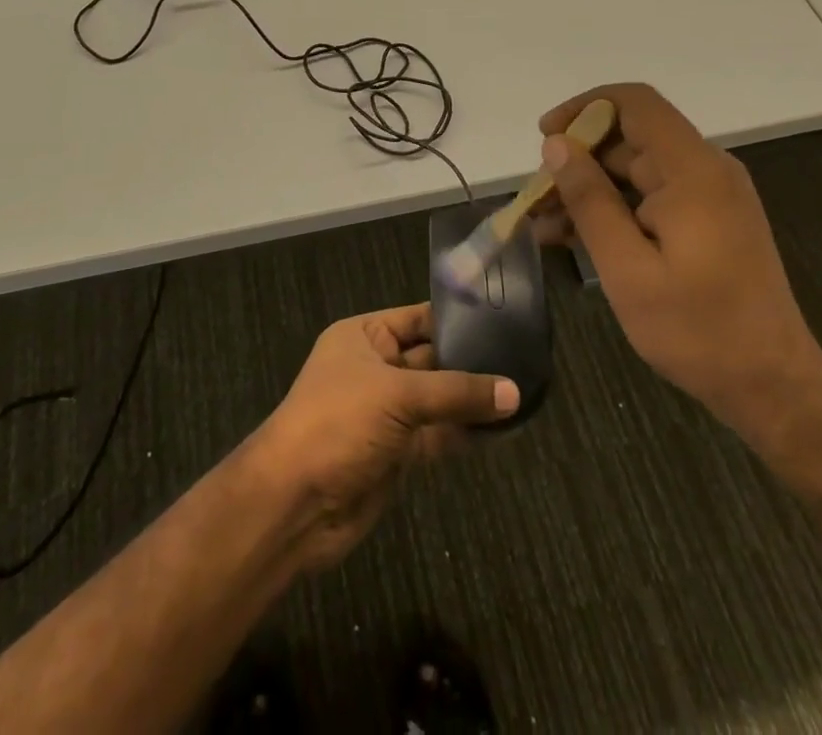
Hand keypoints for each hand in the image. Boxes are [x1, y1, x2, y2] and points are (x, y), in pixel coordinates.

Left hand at [246, 303, 518, 571]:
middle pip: (433, 358)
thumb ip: (457, 392)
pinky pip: (440, 434)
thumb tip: (514, 392)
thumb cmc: (338, 423)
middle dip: (473, 360)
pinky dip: (467, 432)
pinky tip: (504, 427)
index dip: (457, 318)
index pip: (419, 318)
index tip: (505, 317)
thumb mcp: (397, 394)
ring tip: (526, 390)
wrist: (295, 504)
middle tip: (526, 356)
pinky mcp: (399, 453)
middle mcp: (377, 368)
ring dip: (474, 399)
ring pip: (440, 399)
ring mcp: (388, 412)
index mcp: (364, 336)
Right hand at [532, 84, 821, 445]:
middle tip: (535, 199)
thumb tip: (556, 145)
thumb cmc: (697, 331)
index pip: (634, 103)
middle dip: (577, 159)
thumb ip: (590, 201)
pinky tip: (574, 238)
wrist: (773, 386)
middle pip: (629, 137)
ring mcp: (709, 195)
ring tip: (543, 225)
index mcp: (692, 171)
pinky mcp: (708, 219)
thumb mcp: (627, 269)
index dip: (584, 108)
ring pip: (634, 169)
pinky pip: (650, 196)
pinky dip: (613, 209)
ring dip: (588, 190)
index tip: (545, 137)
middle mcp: (705, 170)